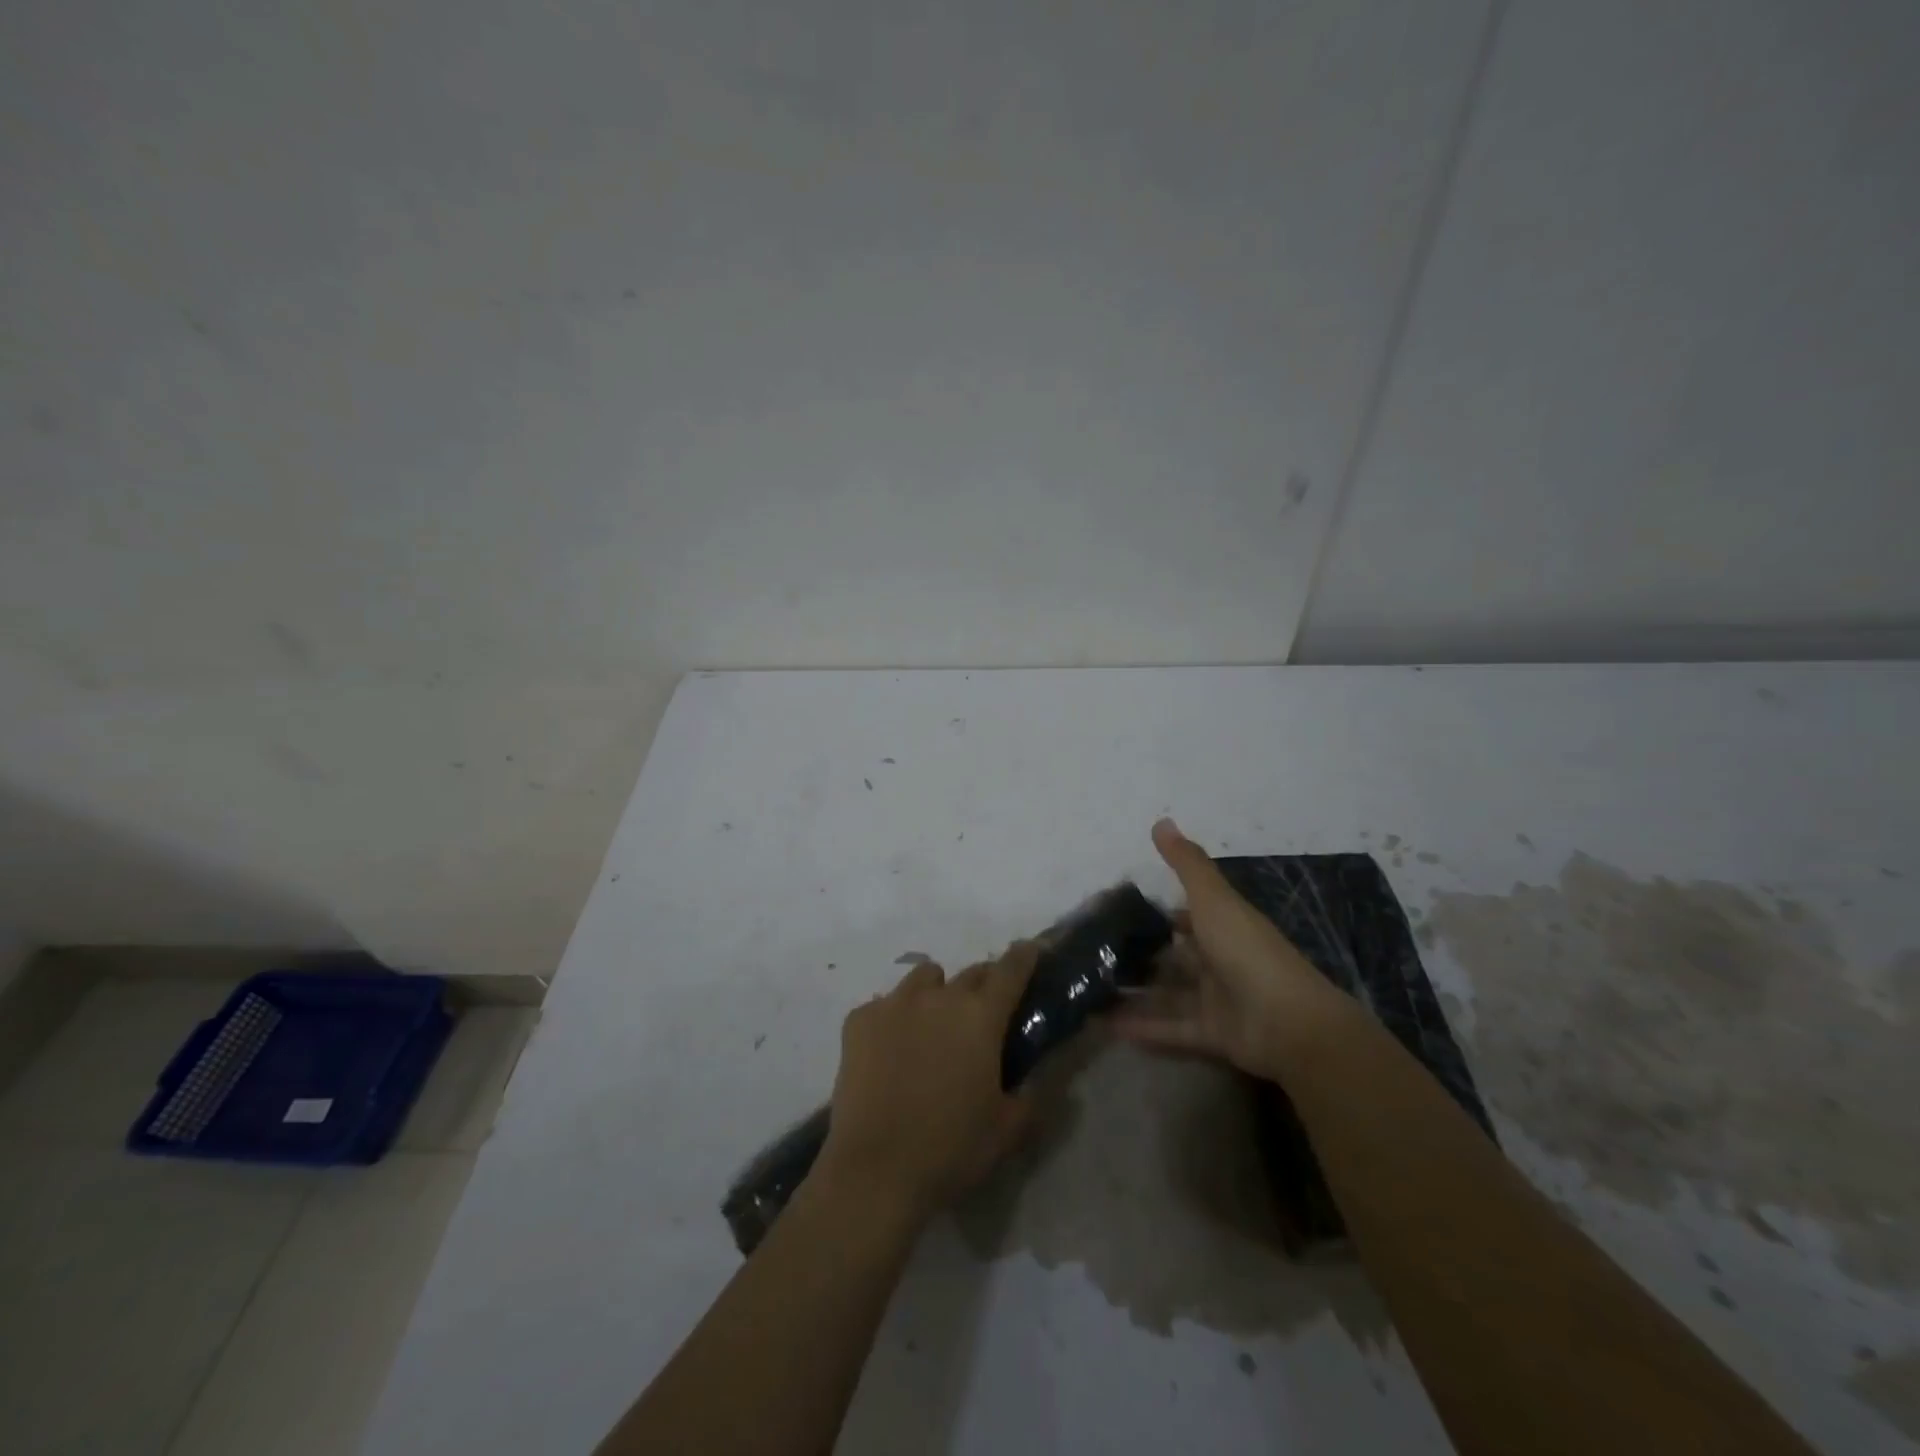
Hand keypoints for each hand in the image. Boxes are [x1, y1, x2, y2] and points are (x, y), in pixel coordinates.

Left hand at [816, 943, 1037, 1220]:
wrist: (874, 1170)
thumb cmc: (951, 1149)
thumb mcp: (1009, 1128)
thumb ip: (1040, 1091)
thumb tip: (1057, 1071)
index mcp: (981, 1016)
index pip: (1011, 969)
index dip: (1025, 956)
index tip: (1031, 951)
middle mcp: (939, 996)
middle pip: (970, 972)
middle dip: (983, 985)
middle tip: (983, 1016)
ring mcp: (894, 1003)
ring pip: (924, 979)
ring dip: (937, 994)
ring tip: (932, 1029)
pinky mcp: (859, 1019)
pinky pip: (884, 1004)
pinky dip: (894, 1018)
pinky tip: (890, 1052)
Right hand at [1114, 818, 1346, 1080]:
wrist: (1289, 1022)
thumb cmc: (1247, 951)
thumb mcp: (1213, 899)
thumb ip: (1187, 864)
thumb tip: (1161, 821)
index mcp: (1223, 927)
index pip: (1187, 917)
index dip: (1159, 914)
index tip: (1118, 913)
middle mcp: (1219, 961)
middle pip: (1175, 957)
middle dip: (1141, 955)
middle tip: (1095, 954)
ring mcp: (1216, 1000)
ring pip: (1168, 994)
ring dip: (1136, 993)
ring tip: (1091, 989)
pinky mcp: (1211, 1035)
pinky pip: (1170, 1029)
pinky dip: (1142, 1027)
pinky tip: (1105, 1024)